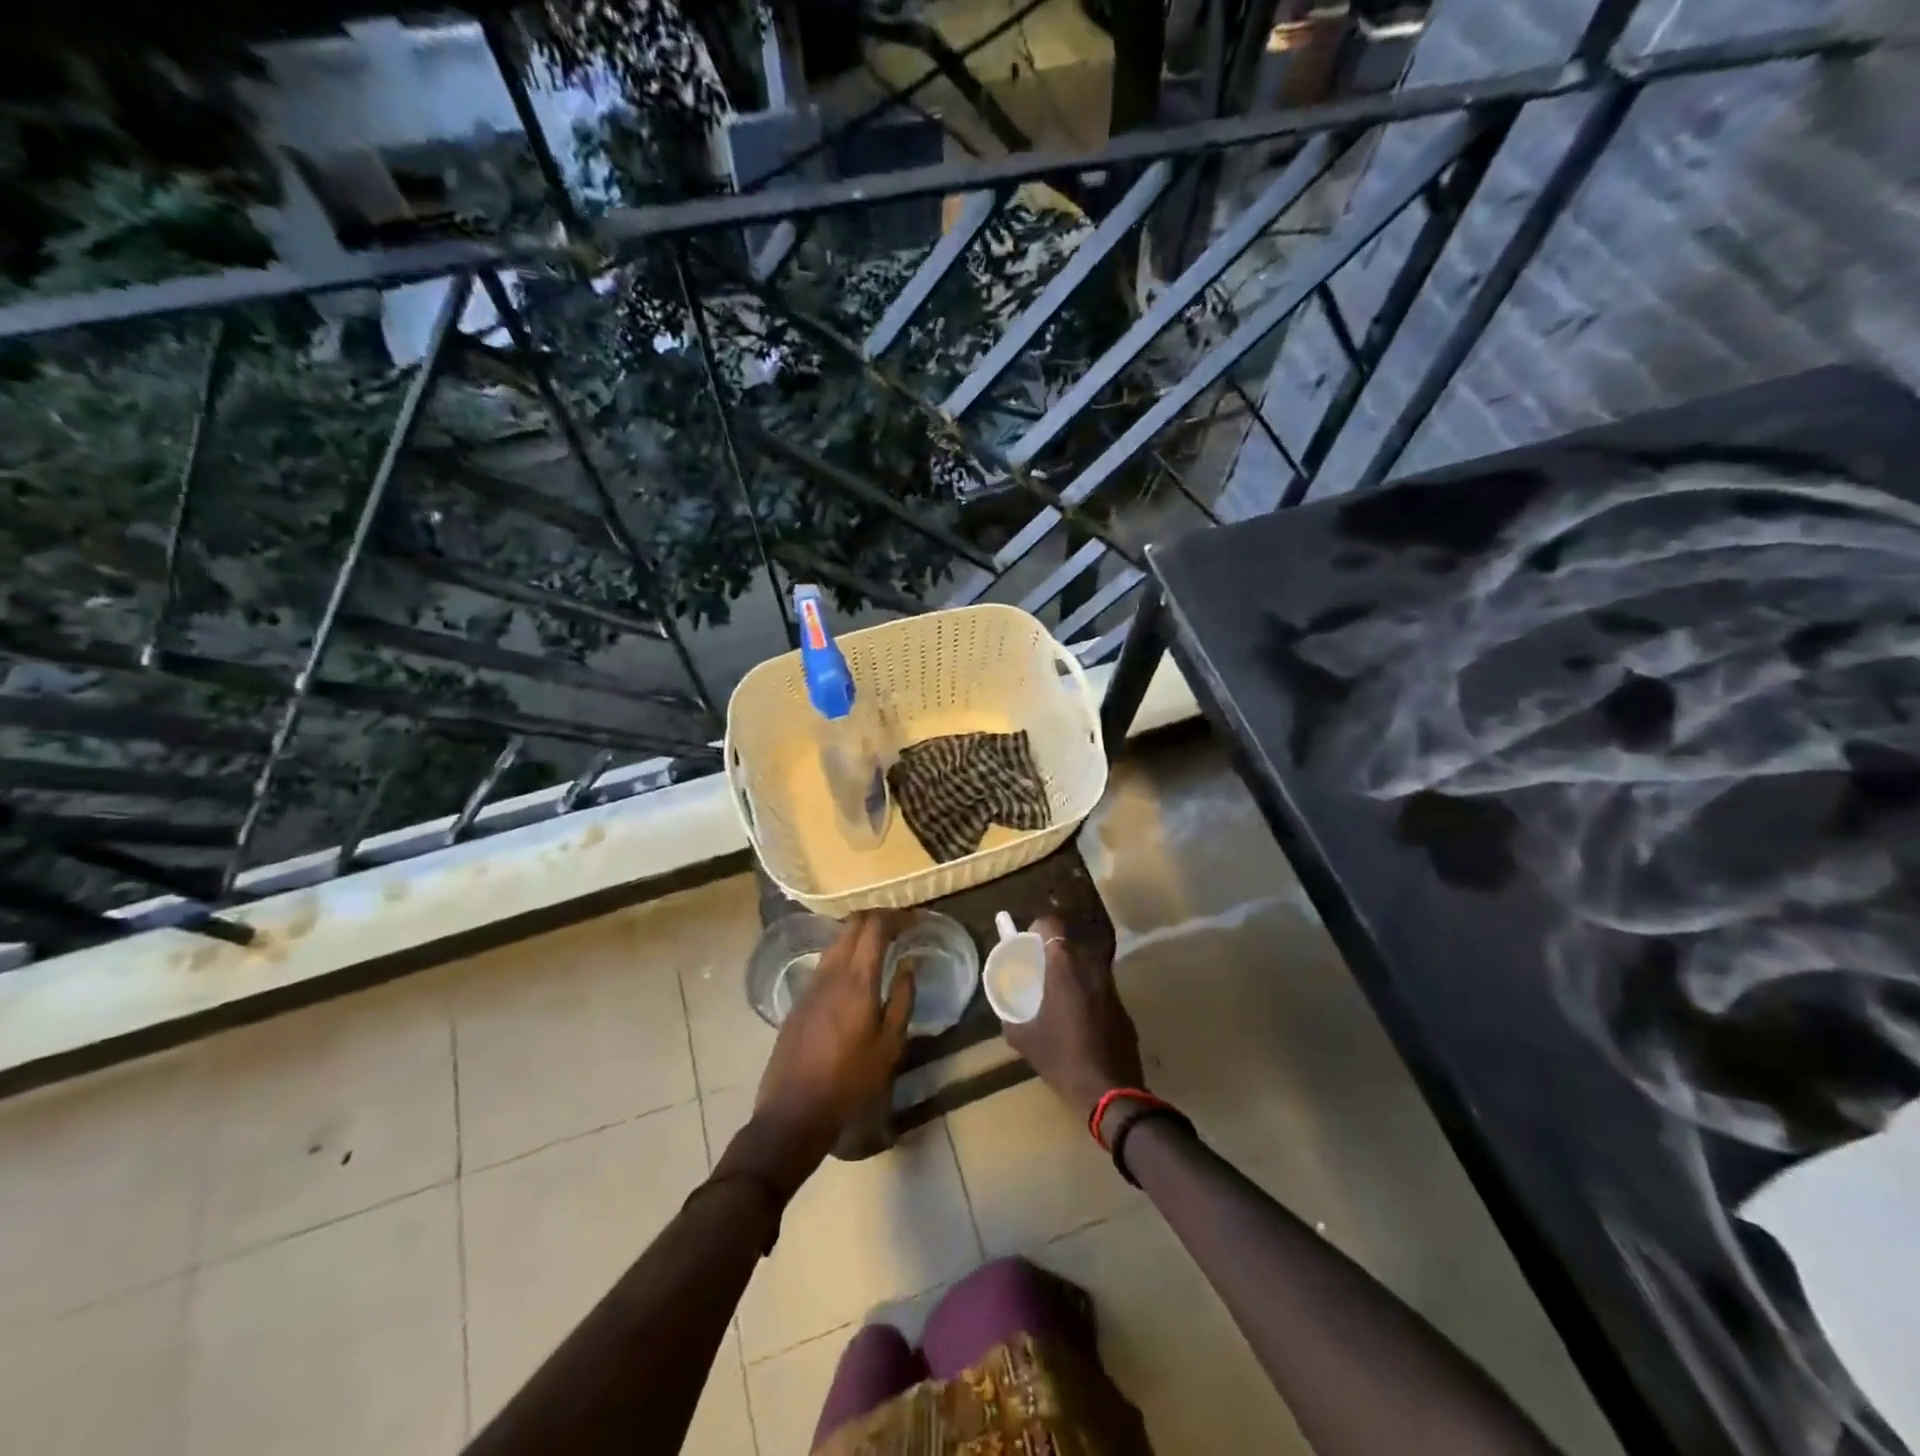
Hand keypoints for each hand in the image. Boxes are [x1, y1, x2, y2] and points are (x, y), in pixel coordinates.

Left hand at [732, 912, 913, 1191]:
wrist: (794, 1110)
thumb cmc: (850, 1081)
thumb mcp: (890, 1045)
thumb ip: (902, 998)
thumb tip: (910, 964)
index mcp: (857, 979)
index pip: (875, 926)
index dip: (896, 915)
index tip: (914, 919)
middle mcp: (831, 971)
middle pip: (853, 924)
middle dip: (878, 917)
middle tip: (900, 925)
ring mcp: (811, 983)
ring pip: (837, 940)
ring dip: (859, 932)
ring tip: (881, 944)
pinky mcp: (800, 997)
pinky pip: (826, 960)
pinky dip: (845, 951)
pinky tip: (856, 970)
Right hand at [1001, 915, 1144, 1125]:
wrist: (1110, 1091)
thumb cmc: (1061, 1059)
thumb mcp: (1024, 1039)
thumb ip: (1011, 1016)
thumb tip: (1006, 1009)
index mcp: (1064, 967)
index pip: (1051, 925)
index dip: (1036, 928)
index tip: (1026, 943)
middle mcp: (1091, 967)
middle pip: (1070, 942)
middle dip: (1052, 949)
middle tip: (1037, 968)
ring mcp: (1111, 986)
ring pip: (1087, 962)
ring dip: (1071, 969)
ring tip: (1056, 991)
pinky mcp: (1123, 1005)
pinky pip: (1099, 985)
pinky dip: (1086, 989)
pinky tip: (1077, 1015)